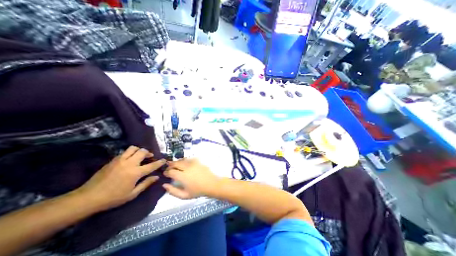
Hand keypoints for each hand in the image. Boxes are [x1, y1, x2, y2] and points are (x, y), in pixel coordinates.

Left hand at [75, 146, 166, 209]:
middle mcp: (129, 163)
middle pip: (143, 152)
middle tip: (150, 157)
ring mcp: (120, 160)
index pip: (152, 165)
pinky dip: (130, 153)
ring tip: (140, 155)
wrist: (88, 198)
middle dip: (149, 153)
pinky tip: (130, 159)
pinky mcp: (113, 160)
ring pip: (133, 148)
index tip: (164, 160)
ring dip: (139, 150)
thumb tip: (156, 177)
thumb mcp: (132, 194)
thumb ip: (146, 183)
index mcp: (135, 173)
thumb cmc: (113, 198)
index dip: (160, 162)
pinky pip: (125, 152)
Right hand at [163, 158, 219, 199]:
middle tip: (168, 167)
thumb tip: (164, 185)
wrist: (211, 184)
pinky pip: (189, 159)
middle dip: (170, 165)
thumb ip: (173, 191)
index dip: (166, 172)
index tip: (165, 173)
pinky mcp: (198, 161)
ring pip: (182, 160)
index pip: (171, 172)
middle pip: (176, 163)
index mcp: (183, 176)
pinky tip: (184, 162)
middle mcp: (187, 168)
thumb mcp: (184, 195)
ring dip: (177, 162)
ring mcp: (193, 163)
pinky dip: (184, 160)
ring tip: (174, 164)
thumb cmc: (198, 191)